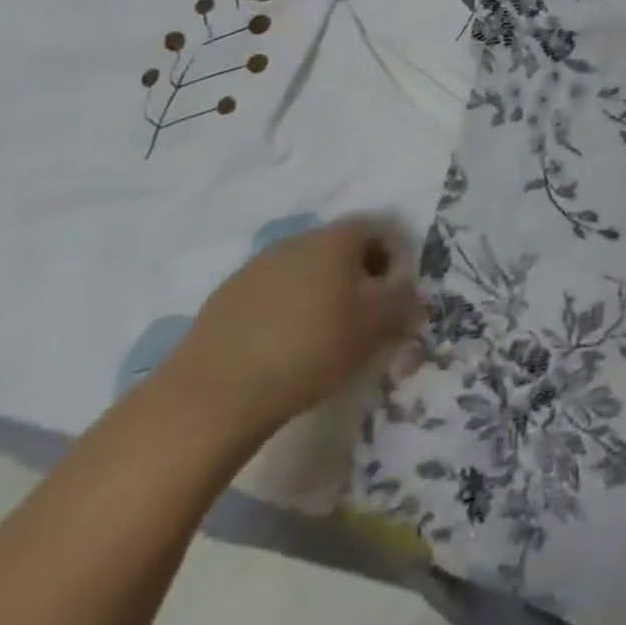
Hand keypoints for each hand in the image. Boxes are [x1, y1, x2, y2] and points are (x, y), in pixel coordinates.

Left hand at [164, 215, 420, 437]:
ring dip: (320, 293)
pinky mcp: (224, 299)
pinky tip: (281, 349)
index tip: (394, 296)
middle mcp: (298, 240)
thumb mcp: (376, 326)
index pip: (379, 228)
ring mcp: (255, 267)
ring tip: (321, 337)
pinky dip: (284, 312)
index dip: (394, 258)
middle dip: (357, 275)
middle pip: (340, 247)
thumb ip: (403, 300)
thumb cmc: (311, 348)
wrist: (212, 395)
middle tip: (363, 317)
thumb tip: (412, 289)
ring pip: (304, 270)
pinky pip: (270, 294)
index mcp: (337, 237)